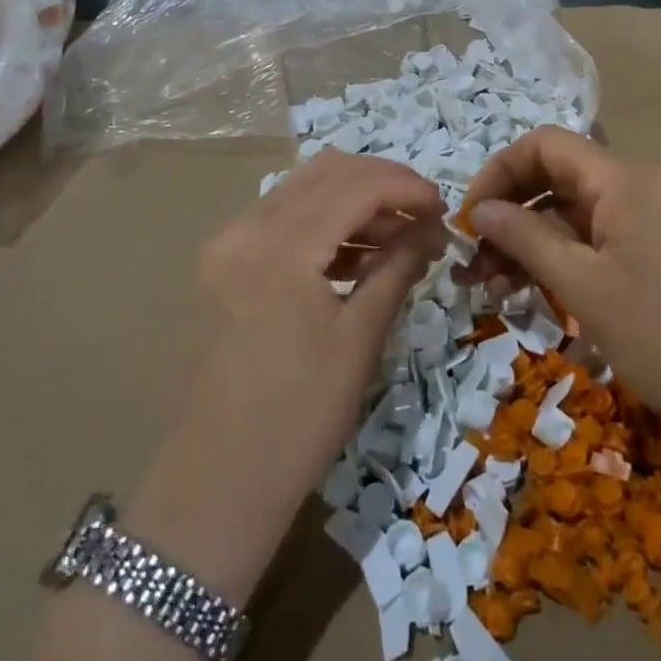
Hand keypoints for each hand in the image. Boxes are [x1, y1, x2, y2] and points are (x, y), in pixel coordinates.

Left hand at [182, 151, 446, 510]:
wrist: (214, 486)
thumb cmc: (298, 418)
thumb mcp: (359, 339)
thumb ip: (396, 267)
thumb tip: (430, 229)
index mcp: (279, 245)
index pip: (356, 185)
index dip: (408, 188)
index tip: (445, 210)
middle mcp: (245, 228)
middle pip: (327, 173)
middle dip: (383, 185)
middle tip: (425, 217)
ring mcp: (226, 244)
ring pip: (303, 191)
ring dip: (355, 202)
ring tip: (400, 238)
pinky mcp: (222, 265)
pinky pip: (282, 220)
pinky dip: (325, 224)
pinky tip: (358, 254)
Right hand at [461, 126, 660, 439]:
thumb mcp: (583, 286)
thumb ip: (525, 238)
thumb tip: (479, 210)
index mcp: (621, 179)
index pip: (543, 145)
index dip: (498, 174)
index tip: (469, 221)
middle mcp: (639, 186)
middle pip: (557, 179)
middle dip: (510, 216)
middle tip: (475, 268)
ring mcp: (656, 218)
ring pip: (576, 214)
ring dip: (533, 245)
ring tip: (499, 293)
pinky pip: (601, 239)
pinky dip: (567, 260)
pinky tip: (542, 299)